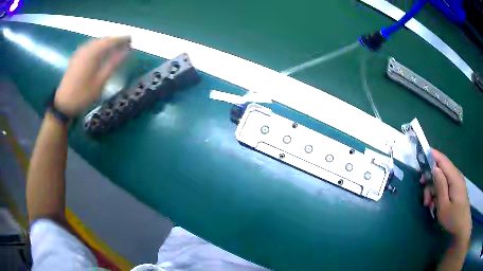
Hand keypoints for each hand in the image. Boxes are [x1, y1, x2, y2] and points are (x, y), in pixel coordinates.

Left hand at [54, 36, 130, 115]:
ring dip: (106, 43)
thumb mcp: (100, 81)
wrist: (64, 104)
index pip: (111, 41)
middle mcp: (86, 49)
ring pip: (96, 42)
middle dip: (115, 40)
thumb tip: (127, 52)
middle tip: (125, 43)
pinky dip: (98, 46)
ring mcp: (80, 52)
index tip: (132, 39)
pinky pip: (90, 46)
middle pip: (103, 39)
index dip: (122, 39)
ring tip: (115, 47)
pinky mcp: (76, 57)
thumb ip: (113, 64)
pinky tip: (101, 51)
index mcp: (93, 53)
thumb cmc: (83, 95)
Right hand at [421, 149, 471, 245]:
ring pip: (442, 180)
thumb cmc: (453, 218)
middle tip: (424, 197)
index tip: (421, 155)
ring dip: (434, 190)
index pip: (442, 160)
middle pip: (441, 171)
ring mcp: (457, 183)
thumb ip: (440, 186)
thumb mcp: (443, 206)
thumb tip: (435, 168)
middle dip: (430, 181)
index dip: (432, 155)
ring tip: (429, 205)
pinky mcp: (456, 190)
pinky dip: (438, 193)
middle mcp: (456, 176)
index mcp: (454, 177)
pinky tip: (435, 205)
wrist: (462, 227)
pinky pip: (446, 186)